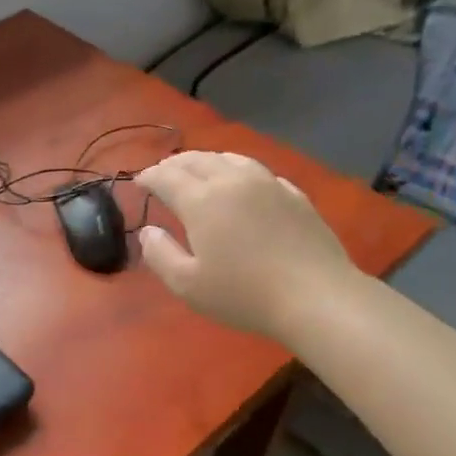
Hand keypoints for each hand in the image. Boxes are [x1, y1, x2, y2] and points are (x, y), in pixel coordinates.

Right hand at [135, 151, 353, 340]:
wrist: (316, 297)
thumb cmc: (244, 294)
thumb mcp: (188, 285)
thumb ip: (160, 254)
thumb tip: (148, 231)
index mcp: (201, 200)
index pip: (166, 176)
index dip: (149, 176)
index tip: (139, 183)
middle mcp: (232, 181)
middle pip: (196, 160)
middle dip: (173, 164)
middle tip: (162, 174)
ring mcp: (267, 184)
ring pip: (229, 159)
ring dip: (206, 161)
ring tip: (198, 170)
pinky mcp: (294, 195)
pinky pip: (258, 171)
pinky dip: (238, 170)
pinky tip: (241, 183)